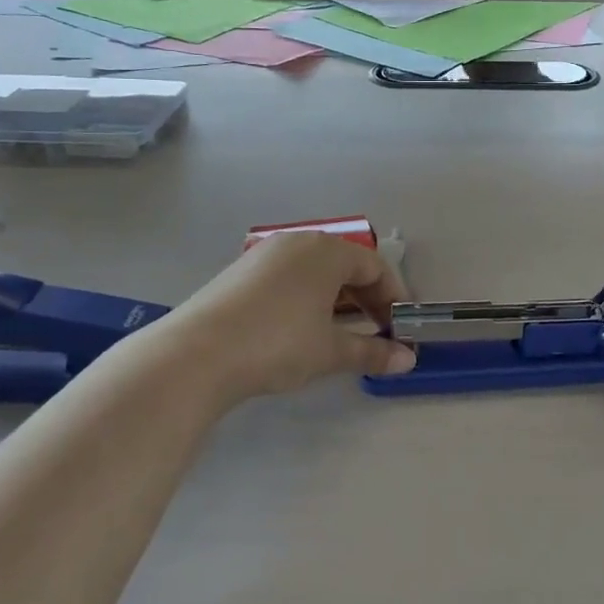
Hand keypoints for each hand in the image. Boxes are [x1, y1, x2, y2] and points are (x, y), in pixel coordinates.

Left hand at [165, 232, 416, 402]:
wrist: (195, 355)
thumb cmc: (278, 343)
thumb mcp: (331, 351)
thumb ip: (373, 352)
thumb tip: (408, 360)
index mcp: (327, 251)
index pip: (374, 267)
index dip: (392, 297)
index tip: (399, 327)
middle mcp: (298, 243)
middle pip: (345, 265)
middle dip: (366, 298)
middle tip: (376, 331)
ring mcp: (264, 255)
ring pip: (314, 271)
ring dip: (335, 299)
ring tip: (340, 332)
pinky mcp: (238, 272)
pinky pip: (287, 277)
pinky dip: (305, 298)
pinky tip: (299, 328)